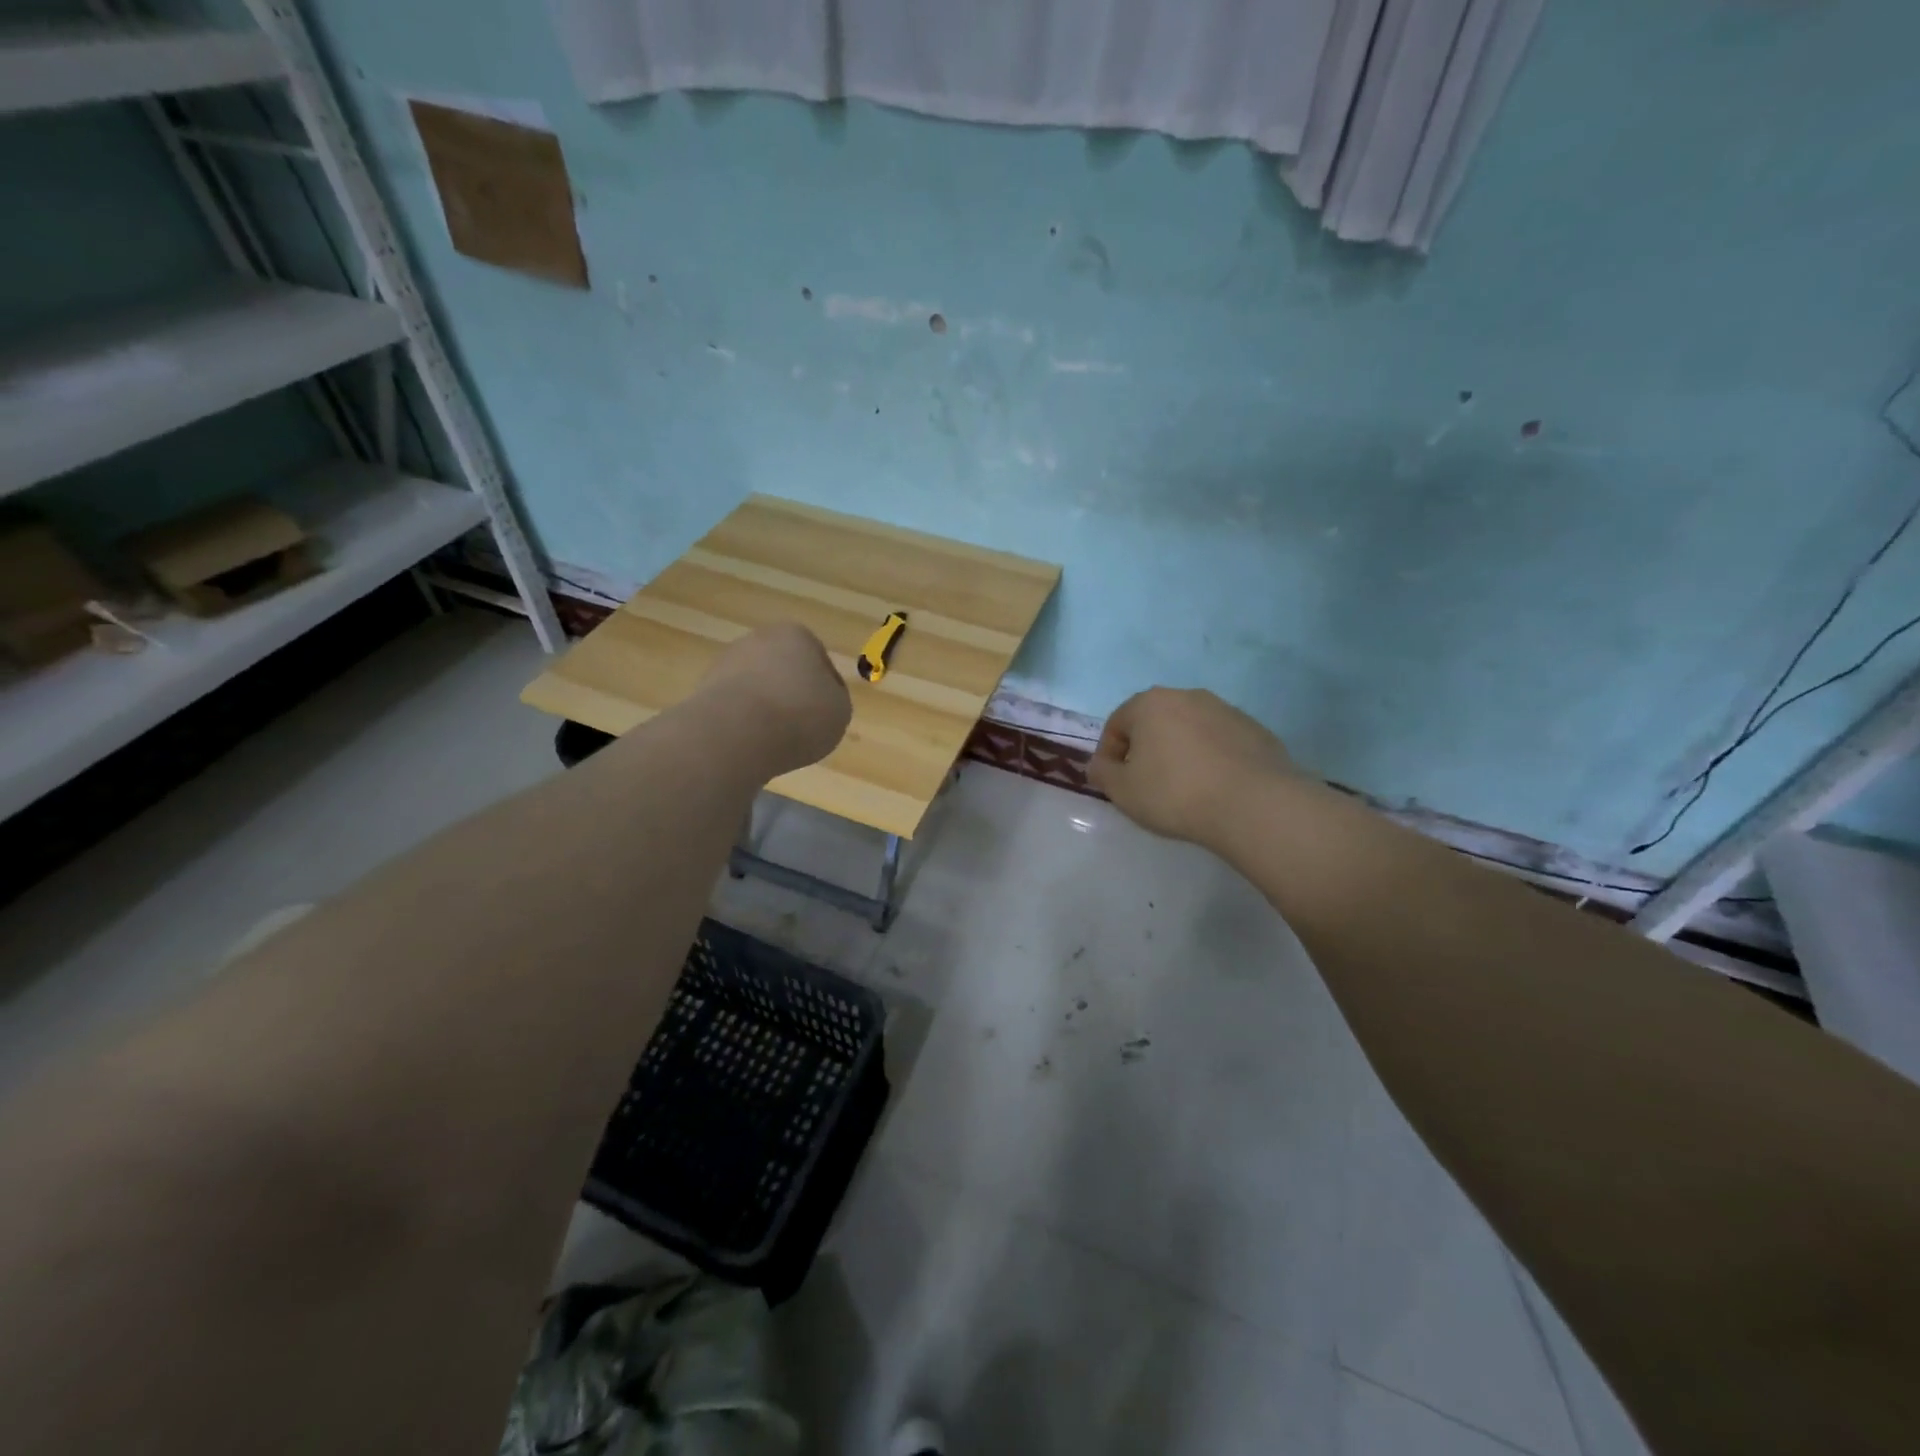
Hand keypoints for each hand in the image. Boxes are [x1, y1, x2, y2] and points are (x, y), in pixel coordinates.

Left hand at [697, 622, 851, 774]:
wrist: (738, 734)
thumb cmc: (800, 715)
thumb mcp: (840, 709)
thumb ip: (834, 699)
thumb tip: (819, 699)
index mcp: (796, 635)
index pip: (820, 662)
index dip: (827, 690)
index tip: (827, 715)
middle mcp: (758, 639)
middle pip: (784, 670)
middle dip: (791, 694)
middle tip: (802, 727)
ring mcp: (725, 663)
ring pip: (757, 688)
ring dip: (766, 709)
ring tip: (775, 741)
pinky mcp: (703, 690)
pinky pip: (735, 708)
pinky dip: (743, 723)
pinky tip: (750, 743)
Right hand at [1088, 687, 1299, 847]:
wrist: (1253, 804)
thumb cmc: (1174, 793)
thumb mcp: (1122, 791)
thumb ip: (1102, 773)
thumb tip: (1099, 765)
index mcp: (1150, 703)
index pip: (1116, 724)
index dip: (1108, 755)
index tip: (1112, 783)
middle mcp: (1188, 696)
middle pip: (1154, 722)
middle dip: (1145, 749)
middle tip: (1145, 785)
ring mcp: (1226, 710)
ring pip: (1189, 730)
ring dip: (1179, 752)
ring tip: (1183, 789)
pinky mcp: (1256, 730)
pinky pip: (1220, 743)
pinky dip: (1211, 759)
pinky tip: (1214, 788)